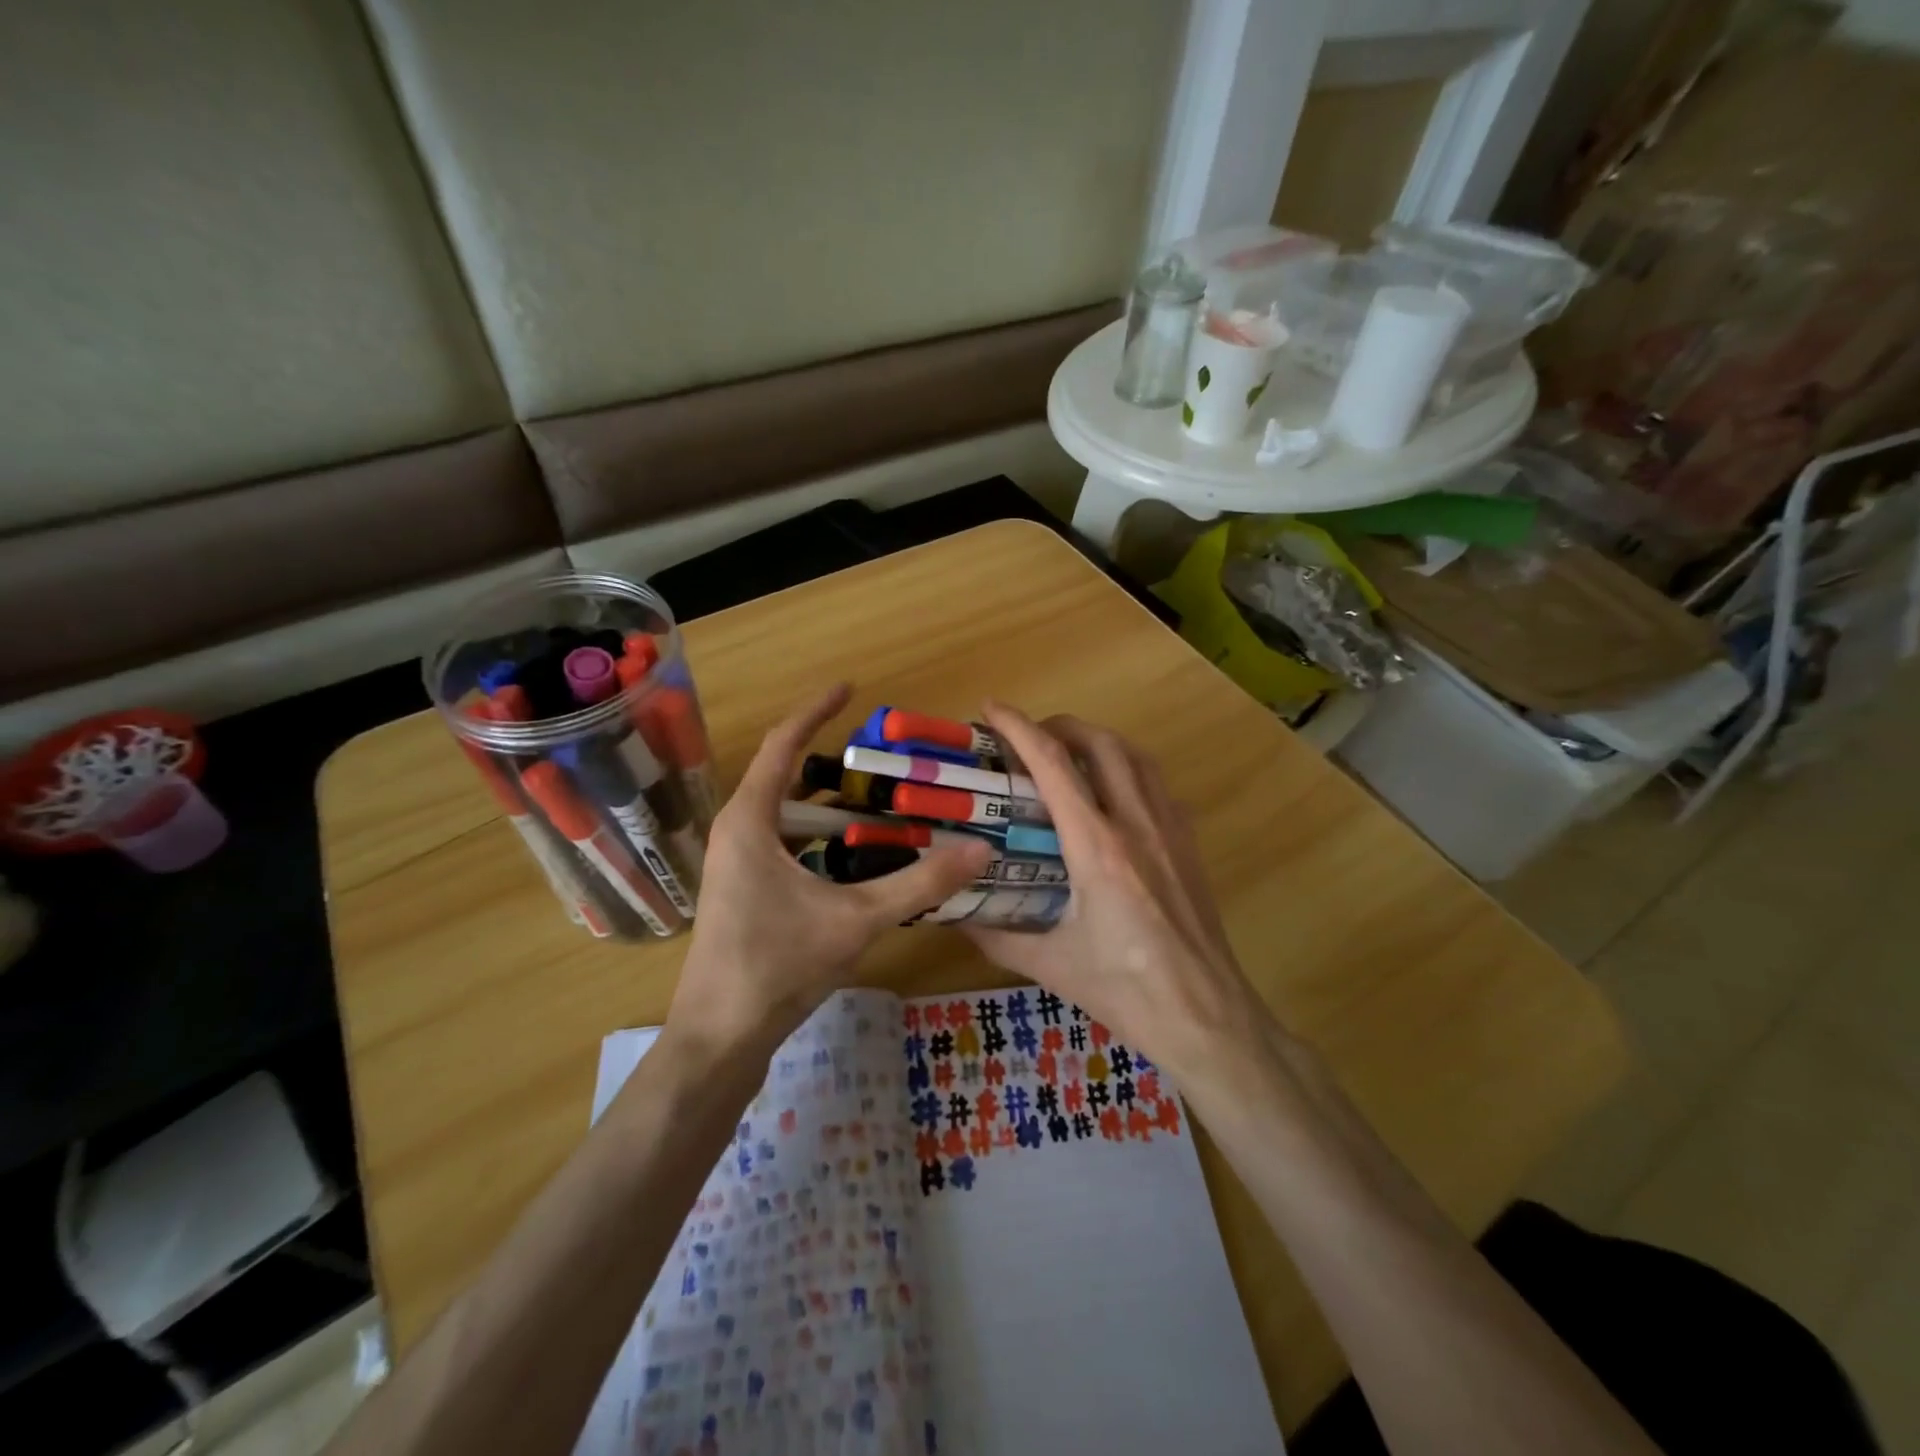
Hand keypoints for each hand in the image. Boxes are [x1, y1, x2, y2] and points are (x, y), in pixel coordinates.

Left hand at [665, 683, 991, 1055]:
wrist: (719, 1038)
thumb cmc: (777, 966)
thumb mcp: (856, 920)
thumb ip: (919, 884)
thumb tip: (979, 850)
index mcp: (750, 820)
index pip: (782, 745)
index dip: (816, 711)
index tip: (850, 689)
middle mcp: (737, 832)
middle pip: (785, 777)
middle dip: (833, 762)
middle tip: (884, 757)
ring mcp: (736, 864)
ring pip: (786, 815)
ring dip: (828, 803)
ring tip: (879, 800)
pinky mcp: (743, 891)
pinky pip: (784, 843)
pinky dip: (820, 837)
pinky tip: (856, 856)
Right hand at [963, 703, 1274, 1085]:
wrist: (1206, 1015)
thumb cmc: (1125, 990)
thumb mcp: (1050, 964)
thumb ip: (996, 937)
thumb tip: (954, 917)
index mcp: (1096, 846)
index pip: (1052, 764)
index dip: (1019, 727)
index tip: (991, 709)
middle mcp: (1135, 823)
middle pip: (1100, 743)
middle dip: (1060, 725)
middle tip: (1028, 736)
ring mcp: (1170, 830)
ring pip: (1136, 756)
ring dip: (1099, 741)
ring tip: (1069, 753)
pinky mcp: (1189, 844)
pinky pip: (1158, 785)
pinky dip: (1130, 769)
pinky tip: (1114, 794)